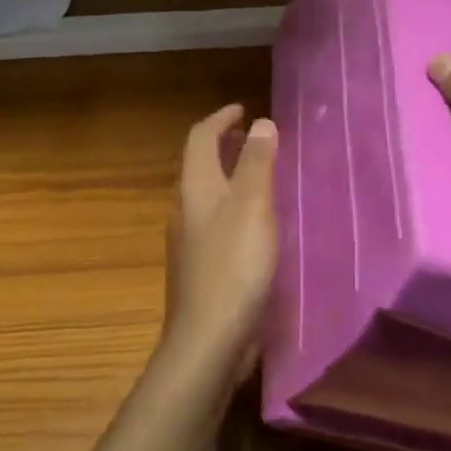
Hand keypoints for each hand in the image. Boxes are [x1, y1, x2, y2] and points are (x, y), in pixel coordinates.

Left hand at [162, 105, 278, 380]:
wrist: (208, 342)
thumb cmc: (233, 265)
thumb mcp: (253, 206)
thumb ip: (257, 163)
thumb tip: (261, 122)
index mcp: (195, 189)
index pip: (200, 139)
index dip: (220, 119)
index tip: (243, 109)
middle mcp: (185, 210)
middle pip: (200, 166)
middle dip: (226, 146)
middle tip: (258, 140)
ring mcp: (190, 243)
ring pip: (209, 196)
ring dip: (231, 177)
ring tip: (264, 178)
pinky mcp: (201, 270)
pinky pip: (217, 223)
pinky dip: (236, 208)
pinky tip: (259, 226)